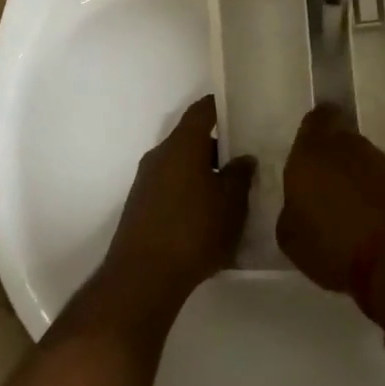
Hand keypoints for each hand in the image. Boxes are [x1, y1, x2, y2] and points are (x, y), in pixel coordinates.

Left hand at [101, 96, 255, 311]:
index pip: (202, 111)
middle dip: (217, 148)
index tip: (241, 110)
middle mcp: (160, 155)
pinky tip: (207, 217)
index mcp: (182, 145)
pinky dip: (189, 193)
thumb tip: (243, 158)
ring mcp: (146, 182)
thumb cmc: (193, 231)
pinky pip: (170, 188)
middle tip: (244, 160)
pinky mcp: (140, 207)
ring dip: (203, 174)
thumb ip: (240, 175)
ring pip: (181, 166)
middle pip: (191, 140)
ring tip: (230, 193)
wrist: (142, 278)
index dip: (221, 107)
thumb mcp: (231, 204)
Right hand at [276, 104, 384, 291]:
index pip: (315, 120)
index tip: (308, 155)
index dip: (313, 134)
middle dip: (334, 160)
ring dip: (357, 180)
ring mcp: (383, 161)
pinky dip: (379, 197)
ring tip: (350, 215)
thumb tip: (298, 205)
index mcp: (313, 150)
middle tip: (325, 191)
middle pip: (341, 140)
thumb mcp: (291, 238)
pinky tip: (373, 226)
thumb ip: (292, 210)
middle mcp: (349, 145)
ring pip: (364, 161)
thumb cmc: (335, 243)